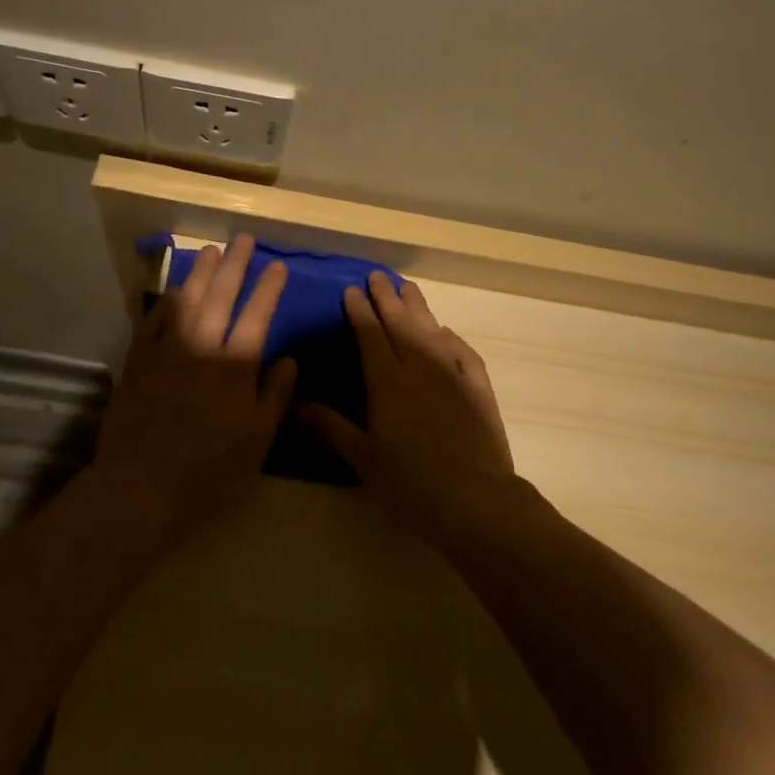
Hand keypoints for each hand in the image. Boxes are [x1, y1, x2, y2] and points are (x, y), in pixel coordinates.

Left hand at [91, 236, 295, 545]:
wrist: (140, 489)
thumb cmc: (208, 472)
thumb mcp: (257, 443)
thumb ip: (275, 397)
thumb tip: (289, 360)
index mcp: (235, 368)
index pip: (257, 316)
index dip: (269, 289)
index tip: (278, 266)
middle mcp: (202, 348)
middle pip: (221, 296)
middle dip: (235, 265)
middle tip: (243, 240)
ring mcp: (167, 351)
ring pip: (187, 300)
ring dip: (201, 272)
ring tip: (211, 250)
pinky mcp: (139, 361)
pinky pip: (154, 319)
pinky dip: (167, 299)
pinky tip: (174, 288)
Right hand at [300, 272, 516, 549]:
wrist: (474, 498)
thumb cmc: (410, 482)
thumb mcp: (363, 458)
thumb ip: (331, 427)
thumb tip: (295, 404)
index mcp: (388, 381)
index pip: (370, 335)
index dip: (360, 311)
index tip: (351, 290)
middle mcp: (420, 367)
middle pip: (401, 324)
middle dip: (387, 298)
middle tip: (378, 276)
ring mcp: (453, 374)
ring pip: (431, 330)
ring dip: (418, 307)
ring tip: (408, 287)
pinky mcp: (479, 388)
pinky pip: (464, 352)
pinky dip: (451, 338)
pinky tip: (445, 332)